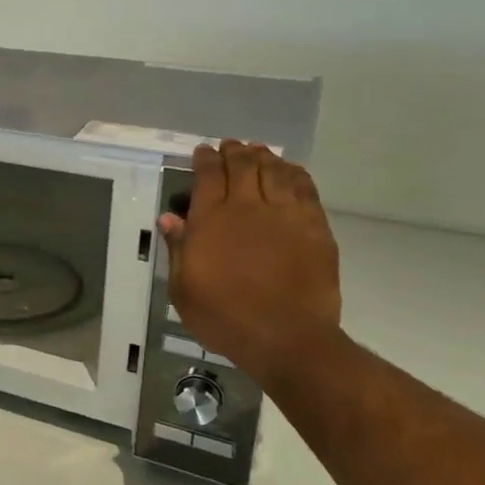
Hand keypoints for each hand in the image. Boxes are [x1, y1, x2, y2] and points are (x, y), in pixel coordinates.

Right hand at [160, 141, 344, 392]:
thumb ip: (177, 249)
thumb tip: (170, 217)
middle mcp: (248, 207)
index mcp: (212, 220)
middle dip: (234, 151)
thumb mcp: (184, 289)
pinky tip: (291, 170)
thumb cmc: (224, 317)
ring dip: (264, 157)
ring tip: (258, 151)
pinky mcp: (314, 227)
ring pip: (274, 171)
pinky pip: (305, 189)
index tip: (202, 151)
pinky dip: (295, 174)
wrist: (286, 337)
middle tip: (230, 146)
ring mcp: (285, 215)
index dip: (204, 159)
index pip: (208, 175)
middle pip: (242, 165)